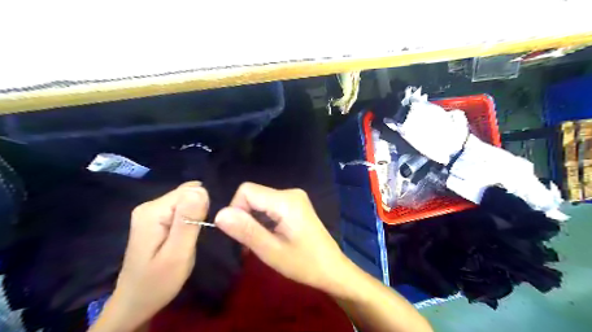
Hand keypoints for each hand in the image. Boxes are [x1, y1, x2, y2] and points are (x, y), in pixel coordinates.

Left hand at [93, 183, 209, 330]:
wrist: (135, 302)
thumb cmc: (158, 282)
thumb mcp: (178, 254)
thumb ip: (188, 221)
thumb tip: (201, 189)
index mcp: (153, 211)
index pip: (190, 191)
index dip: (202, 208)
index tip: (200, 230)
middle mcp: (150, 205)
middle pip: (187, 194)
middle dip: (198, 210)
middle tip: (195, 237)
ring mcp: (151, 211)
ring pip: (186, 200)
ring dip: (195, 216)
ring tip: (191, 237)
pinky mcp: (155, 218)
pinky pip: (181, 208)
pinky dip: (189, 218)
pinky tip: (186, 234)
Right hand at [214, 183, 348, 293]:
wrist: (332, 269)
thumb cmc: (304, 264)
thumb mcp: (271, 251)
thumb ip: (246, 230)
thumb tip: (219, 214)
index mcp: (286, 200)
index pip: (246, 191)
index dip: (236, 210)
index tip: (242, 234)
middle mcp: (291, 192)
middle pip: (254, 195)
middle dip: (246, 217)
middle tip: (251, 244)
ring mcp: (295, 197)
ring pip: (260, 201)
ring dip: (254, 221)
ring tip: (262, 243)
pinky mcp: (296, 204)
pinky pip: (270, 205)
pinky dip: (264, 220)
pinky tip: (270, 236)